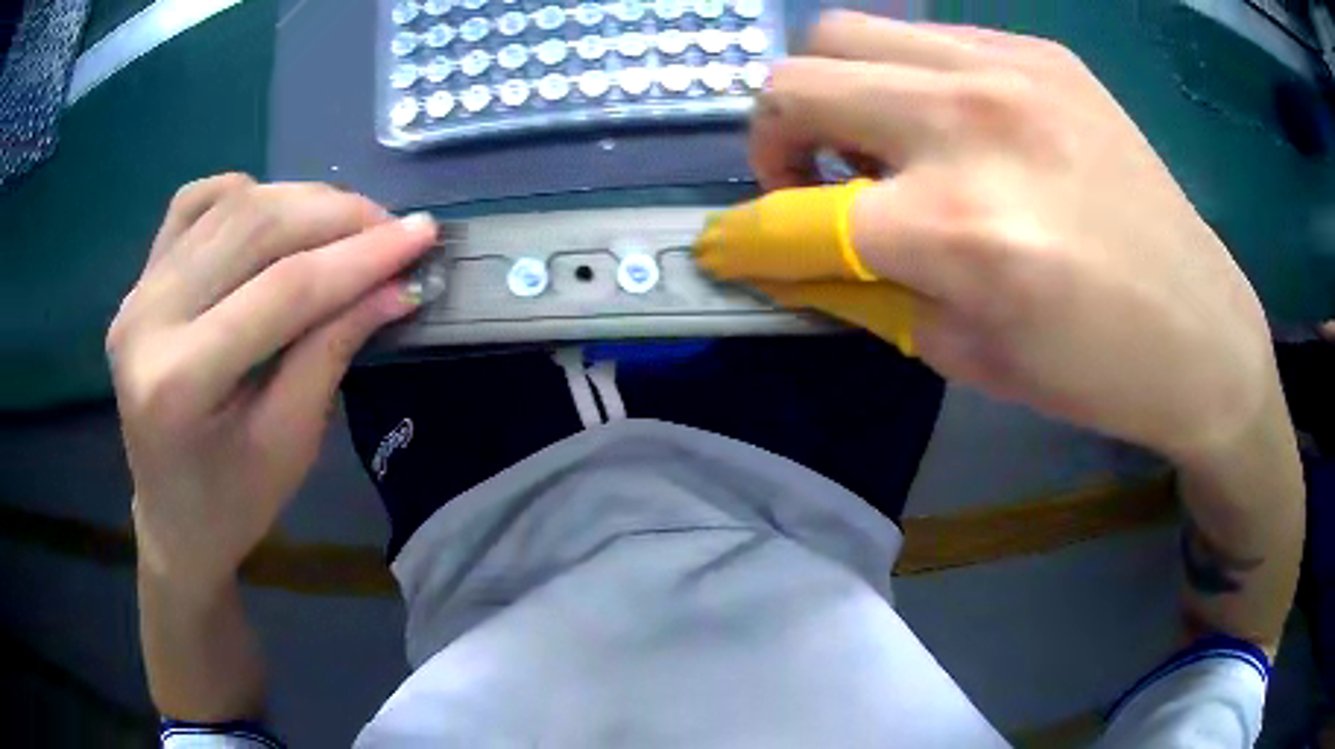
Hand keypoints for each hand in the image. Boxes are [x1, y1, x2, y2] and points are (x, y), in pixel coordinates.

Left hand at [107, 174, 436, 590]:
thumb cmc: (234, 503)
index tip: (423, 235)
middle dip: (336, 216)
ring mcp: (138, 292)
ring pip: (230, 204)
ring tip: (348, 225)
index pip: (282, 291)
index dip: (360, 257)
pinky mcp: (141, 280)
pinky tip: (276, 216)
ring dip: (301, 201)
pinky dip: (246, 194)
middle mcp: (147, 319)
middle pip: (254, 228)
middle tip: (391, 229)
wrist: (173, 521)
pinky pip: (196, 205)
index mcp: (178, 382)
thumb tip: (396, 285)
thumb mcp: (291, 444)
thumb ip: (333, 351)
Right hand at [702, 12, 1281, 461]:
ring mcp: (1011, 69)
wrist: (1201, 330)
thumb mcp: (965, 353)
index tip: (729, 248)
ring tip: (881, 148)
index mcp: (959, 228)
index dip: (745, 239)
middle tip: (807, 185)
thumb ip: (864, 290)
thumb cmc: (1093, 371)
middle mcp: (973, 122)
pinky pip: (926, 40)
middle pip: (797, 81)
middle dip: (773, 141)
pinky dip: (906, 82)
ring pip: (847, 35)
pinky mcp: (1042, 53)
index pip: (794, 217)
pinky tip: (951, 128)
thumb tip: (786, 256)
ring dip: (834, 94)